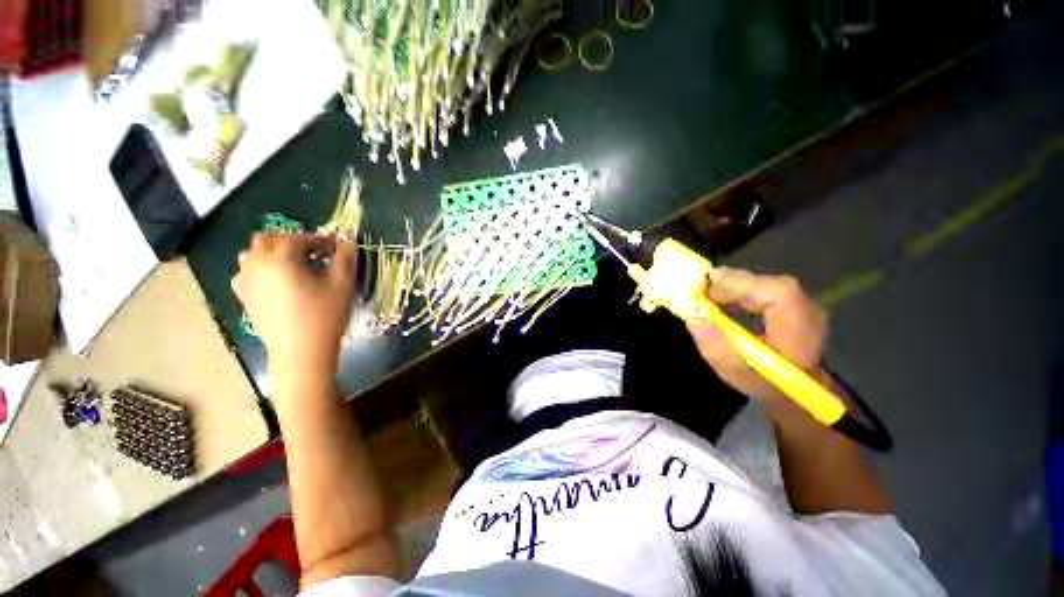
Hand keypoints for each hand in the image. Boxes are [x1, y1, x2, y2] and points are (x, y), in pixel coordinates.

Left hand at [231, 233, 356, 375]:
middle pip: (266, 239)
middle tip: (313, 254)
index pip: (298, 238)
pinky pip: (247, 274)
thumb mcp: (342, 285)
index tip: (335, 250)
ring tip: (294, 266)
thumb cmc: (324, 315)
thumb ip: (345, 259)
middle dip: (290, 241)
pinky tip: (278, 283)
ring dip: (272, 253)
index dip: (319, 241)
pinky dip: (261, 270)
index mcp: (280, 258)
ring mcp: (246, 282)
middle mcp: (257, 265)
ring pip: (252, 255)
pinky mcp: (245, 298)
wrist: (301, 351)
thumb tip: (348, 242)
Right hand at [686, 267, 828, 404]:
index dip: (744, 282)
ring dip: (735, 287)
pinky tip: (724, 299)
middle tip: (701, 290)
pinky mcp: (795, 304)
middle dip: (733, 284)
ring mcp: (804, 306)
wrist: (795, 389)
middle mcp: (809, 314)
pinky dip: (743, 291)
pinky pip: (767, 289)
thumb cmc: (763, 382)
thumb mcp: (734, 372)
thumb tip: (694, 318)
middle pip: (771, 286)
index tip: (710, 278)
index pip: (780, 294)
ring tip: (708, 295)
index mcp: (799, 333)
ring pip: (768, 285)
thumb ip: (715, 347)